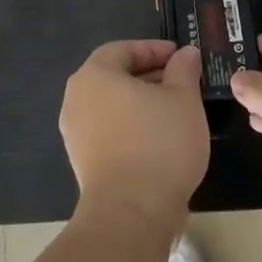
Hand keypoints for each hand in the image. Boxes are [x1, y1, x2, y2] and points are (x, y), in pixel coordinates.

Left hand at [60, 40, 208, 235]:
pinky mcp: (83, 161)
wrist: (131, 212)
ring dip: (142, 102)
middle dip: (149, 75)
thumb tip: (185, 53)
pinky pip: (110, 131)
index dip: (154, 49)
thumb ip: (184, 70)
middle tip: (183, 81)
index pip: (122, 49)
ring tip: (176, 110)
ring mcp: (76, 133)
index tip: (181, 56)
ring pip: (112, 105)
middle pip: (114, 76)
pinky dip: (132, 126)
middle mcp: (76, 99)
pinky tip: (160, 138)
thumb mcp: (183, 98)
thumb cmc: (159, 143)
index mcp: (94, 75)